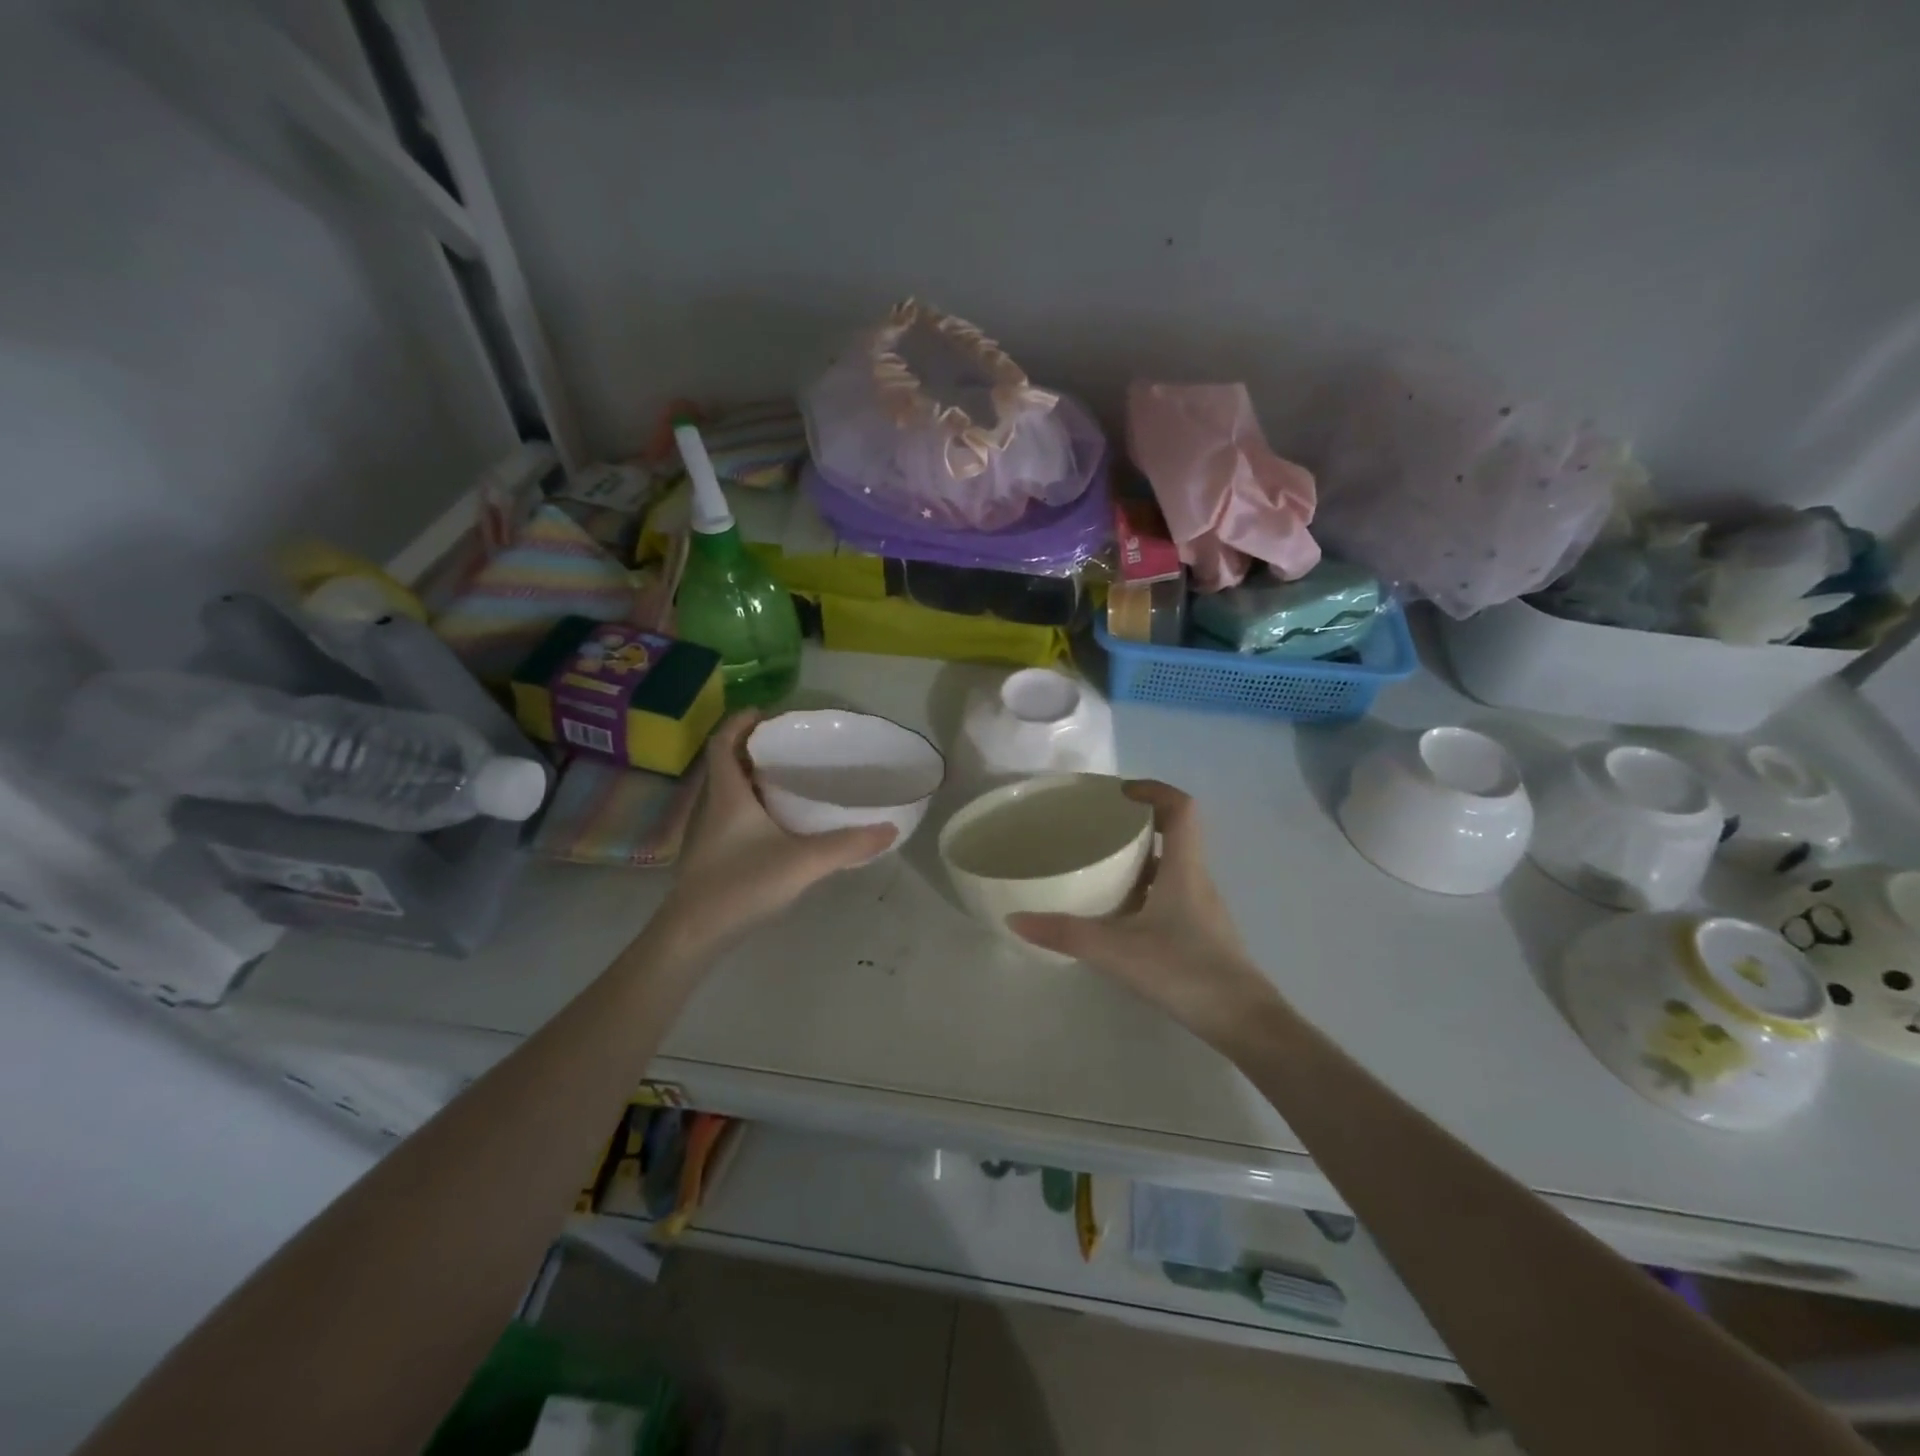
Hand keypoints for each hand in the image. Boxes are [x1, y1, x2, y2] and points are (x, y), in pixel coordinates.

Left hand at [658, 712, 895, 948]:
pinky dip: (751, 807)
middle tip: (790, 747)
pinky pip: (731, 816)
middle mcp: (712, 806)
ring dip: (752, 779)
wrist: (694, 935)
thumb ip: (847, 845)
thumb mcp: (802, 862)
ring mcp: (707, 833)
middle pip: (726, 764)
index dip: (740, 722)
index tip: (767, 713)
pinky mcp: (710, 856)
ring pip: (728, 792)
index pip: (722, 743)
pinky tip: (778, 825)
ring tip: (789, 779)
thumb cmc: (741, 885)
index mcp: (728, 795)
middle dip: (753, 749)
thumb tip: (889, 829)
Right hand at [1008, 781, 1277, 1042]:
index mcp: (1184, 869)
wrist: (1243, 1022)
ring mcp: (1201, 907)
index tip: (1119, 792)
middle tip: (1098, 827)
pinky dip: (1143, 890)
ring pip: (1171, 867)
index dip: (1153, 789)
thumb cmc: (1185, 971)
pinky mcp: (1200, 932)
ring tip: (1100, 865)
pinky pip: (1170, 894)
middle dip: (1137, 823)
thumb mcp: (1117, 950)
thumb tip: (1015, 919)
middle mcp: (1196, 879)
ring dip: (1139, 858)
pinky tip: (1117, 914)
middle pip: (1174, 834)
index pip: (1180, 808)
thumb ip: (1066, 933)